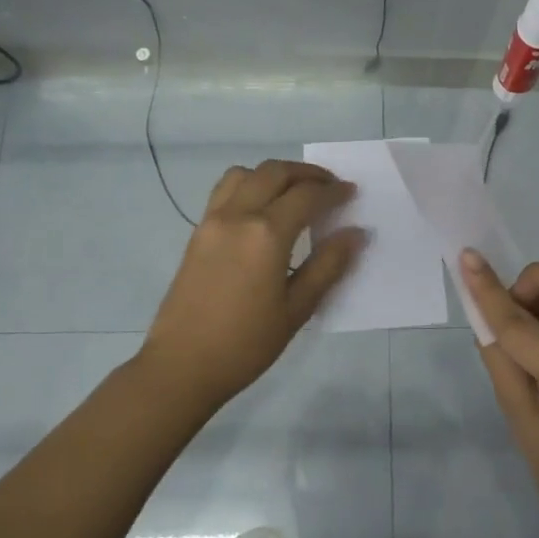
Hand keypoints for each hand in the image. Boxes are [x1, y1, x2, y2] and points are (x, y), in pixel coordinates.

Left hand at [141, 161, 364, 408]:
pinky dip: (249, 185)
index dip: (334, 191)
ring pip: (245, 173)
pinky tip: (262, 209)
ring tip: (294, 193)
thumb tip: (356, 233)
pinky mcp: (198, 231)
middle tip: (330, 186)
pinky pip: (225, 190)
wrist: (182, 365)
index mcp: (266, 234)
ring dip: (274, 174)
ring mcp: (212, 220)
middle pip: (275, 172)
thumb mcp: (296, 309)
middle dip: (307, 173)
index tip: (352, 193)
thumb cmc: (246, 344)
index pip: (307, 196)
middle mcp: (238, 215)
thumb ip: (328, 266)